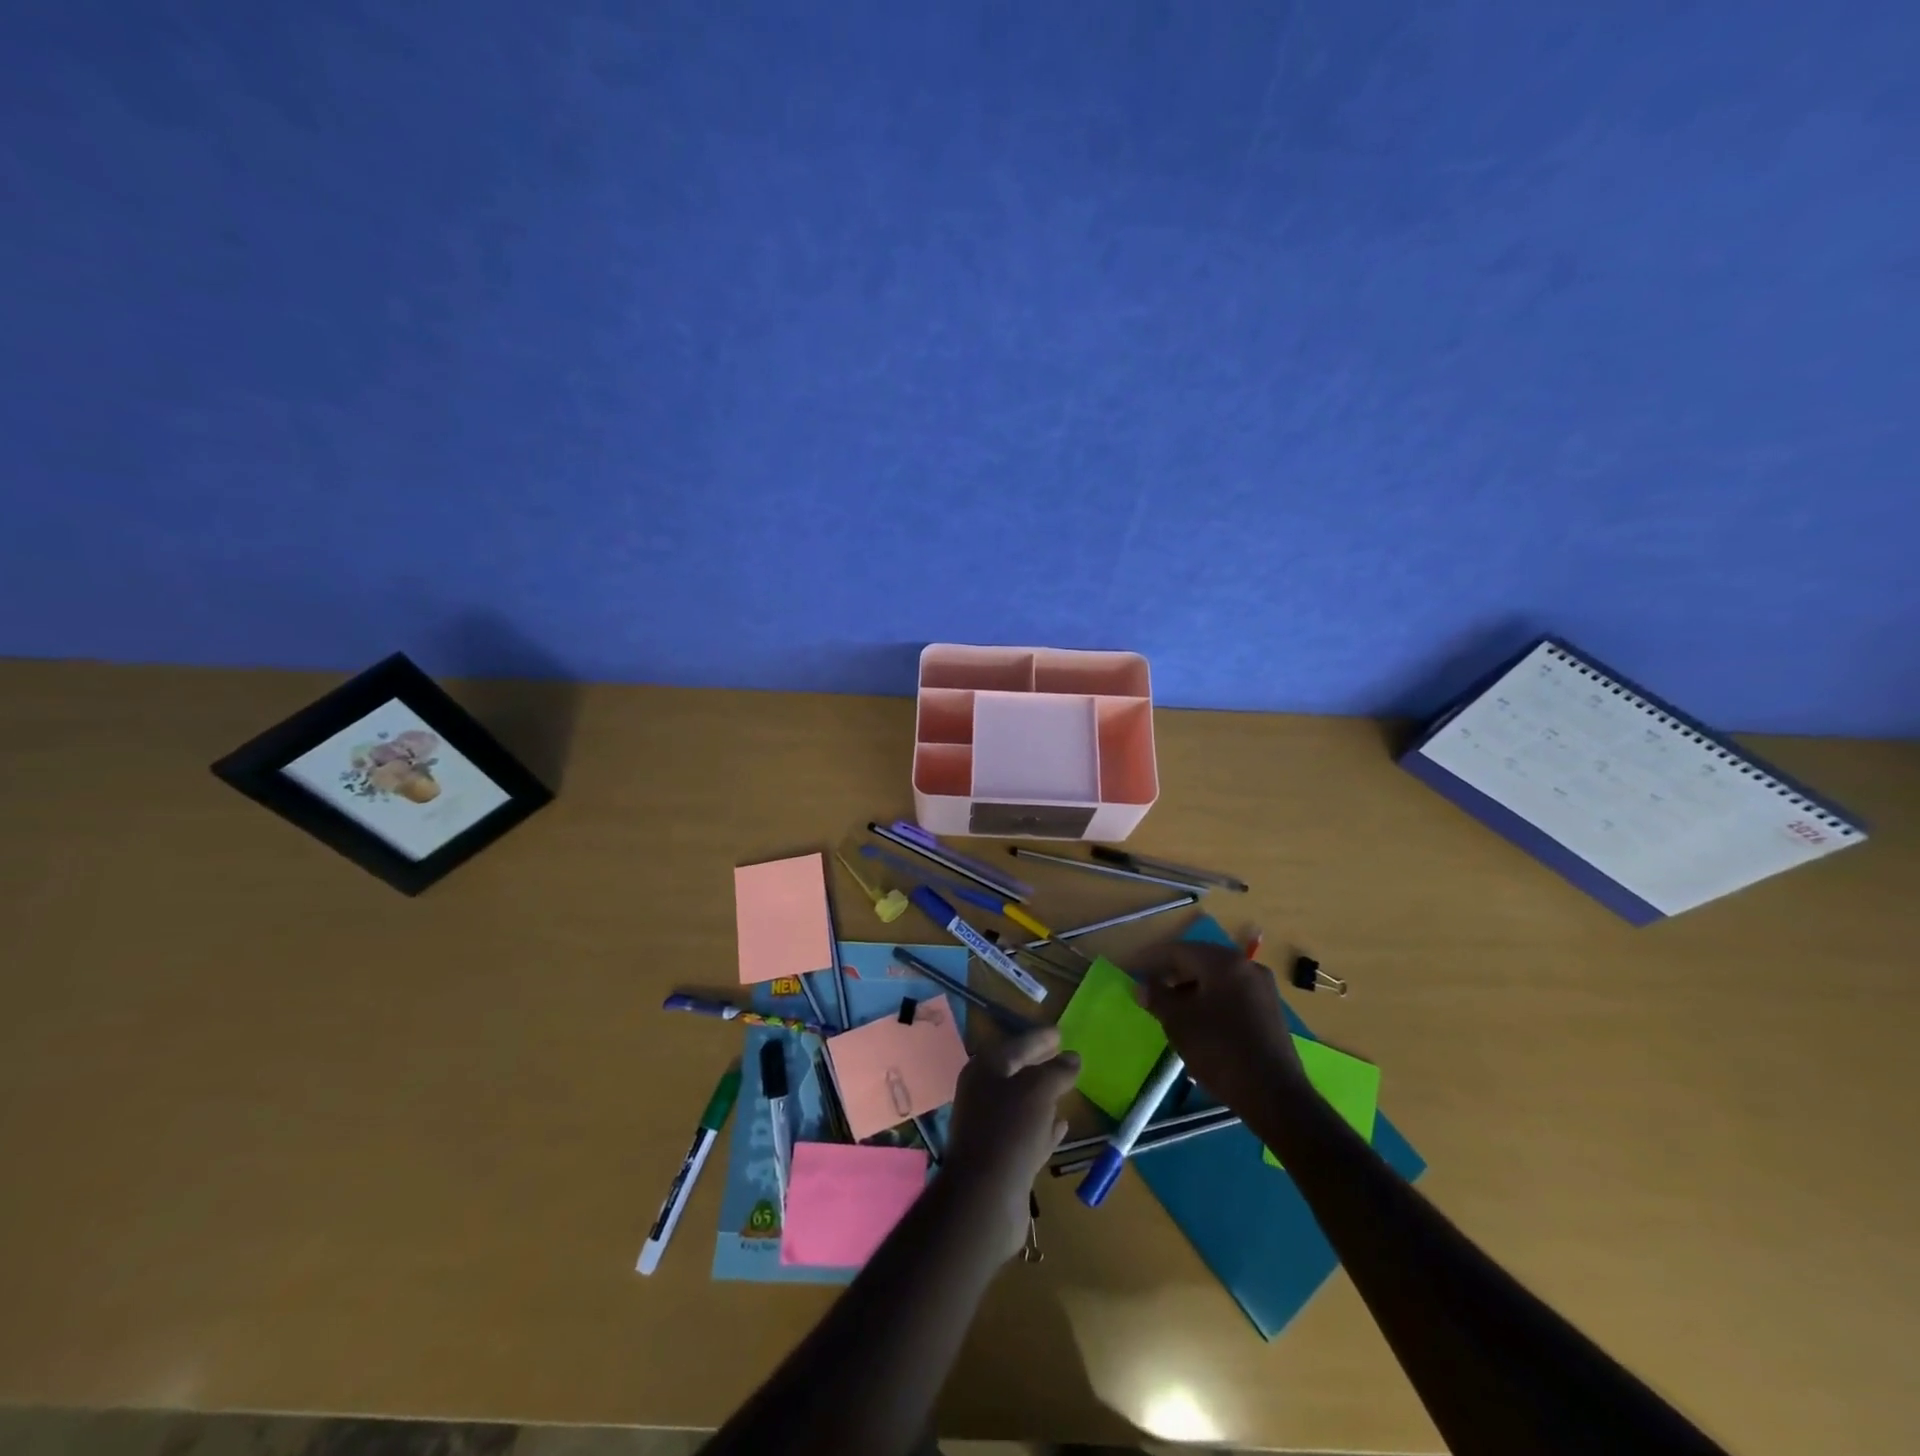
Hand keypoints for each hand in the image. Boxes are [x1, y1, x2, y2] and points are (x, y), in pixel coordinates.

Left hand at [942, 1027, 1078, 1258]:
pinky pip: (1027, 1133)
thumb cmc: (1009, 1131)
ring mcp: (991, 1127)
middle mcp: (983, 1094)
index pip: (1016, 1044)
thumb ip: (1057, 1071)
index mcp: (985, 1070)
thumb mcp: (1038, 1091)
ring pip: (1022, 1104)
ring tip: (1066, 1087)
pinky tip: (1062, 1125)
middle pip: (1017, 1072)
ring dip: (1043, 1096)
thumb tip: (1073, 1057)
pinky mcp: (1002, 1158)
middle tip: (1064, 1056)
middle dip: (1040, 1064)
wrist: (984, 1198)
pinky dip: (1043, 1126)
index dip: (1039, 1038)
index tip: (1060, 1032)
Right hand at [1136, 942, 1306, 1116]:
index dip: (1151, 959)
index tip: (1131, 968)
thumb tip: (1142, 987)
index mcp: (1224, 962)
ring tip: (1169, 1006)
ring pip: (1217, 979)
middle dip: (1171, 973)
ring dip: (1190, 988)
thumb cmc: (1220, 1050)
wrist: (1274, 1095)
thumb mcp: (1179, 1022)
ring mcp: (1262, 989)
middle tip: (1148, 987)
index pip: (1178, 950)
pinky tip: (1197, 1020)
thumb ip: (1157, 998)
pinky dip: (1210, 1000)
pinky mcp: (1269, 1012)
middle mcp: (1246, 966)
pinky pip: (1231, 994)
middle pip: (1200, 961)